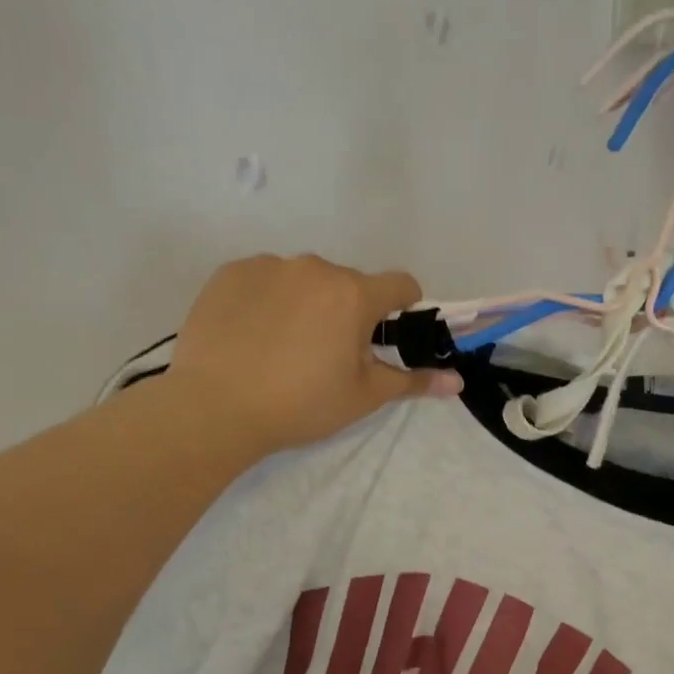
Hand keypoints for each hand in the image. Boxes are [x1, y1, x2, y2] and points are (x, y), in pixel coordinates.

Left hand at [167, 253, 460, 455]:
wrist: (215, 408)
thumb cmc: (301, 404)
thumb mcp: (364, 396)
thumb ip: (413, 381)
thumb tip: (458, 381)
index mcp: (354, 294)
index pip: (400, 284)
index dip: (404, 306)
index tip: (389, 331)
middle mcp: (315, 267)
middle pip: (348, 284)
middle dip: (349, 312)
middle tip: (329, 356)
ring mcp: (268, 265)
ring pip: (304, 280)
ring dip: (307, 304)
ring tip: (284, 348)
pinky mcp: (229, 273)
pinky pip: (264, 280)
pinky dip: (268, 301)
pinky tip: (252, 337)